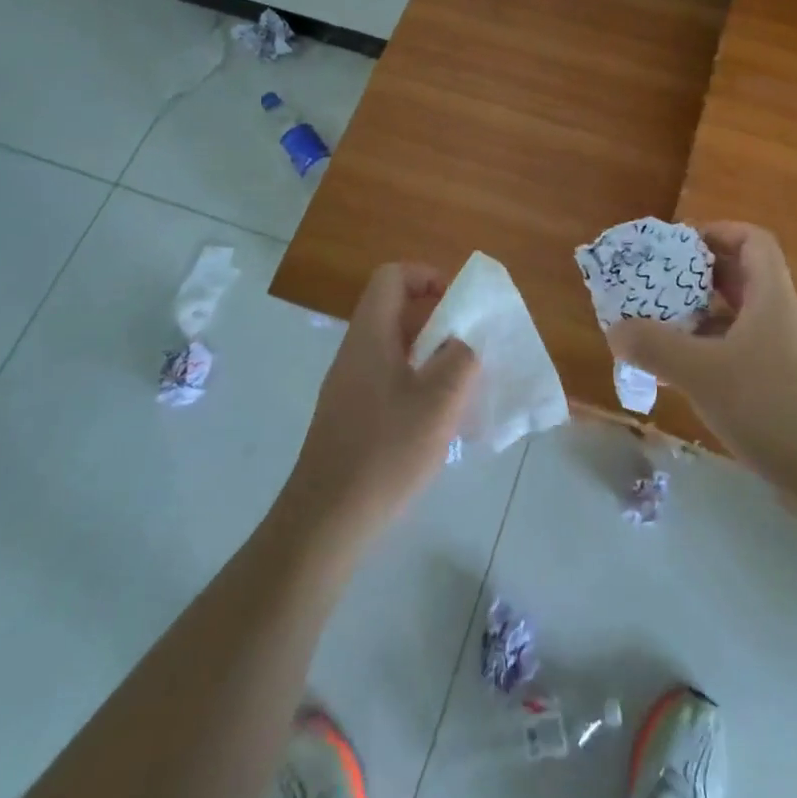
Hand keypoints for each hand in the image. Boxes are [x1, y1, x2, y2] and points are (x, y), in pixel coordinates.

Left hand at [284, 263, 479, 542]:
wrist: (326, 521)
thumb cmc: (385, 452)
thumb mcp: (438, 402)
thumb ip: (461, 359)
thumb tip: (466, 339)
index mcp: (370, 336)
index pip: (392, 277)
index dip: (427, 276)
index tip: (459, 304)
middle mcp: (355, 351)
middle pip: (395, 310)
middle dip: (437, 319)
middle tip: (470, 345)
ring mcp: (349, 384)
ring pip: (394, 346)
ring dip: (430, 353)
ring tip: (462, 382)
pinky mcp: (351, 414)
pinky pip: (388, 377)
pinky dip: (417, 380)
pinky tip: (437, 417)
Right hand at [607, 222, 796, 473]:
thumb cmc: (773, 406)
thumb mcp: (704, 372)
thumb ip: (656, 347)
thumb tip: (615, 330)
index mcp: (771, 298)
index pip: (753, 241)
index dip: (718, 231)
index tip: (679, 244)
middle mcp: (780, 319)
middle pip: (741, 279)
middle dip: (697, 277)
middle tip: (656, 285)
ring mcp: (784, 357)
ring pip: (737, 321)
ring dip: (699, 320)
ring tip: (658, 328)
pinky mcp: (782, 391)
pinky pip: (740, 357)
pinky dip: (710, 356)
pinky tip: (682, 376)